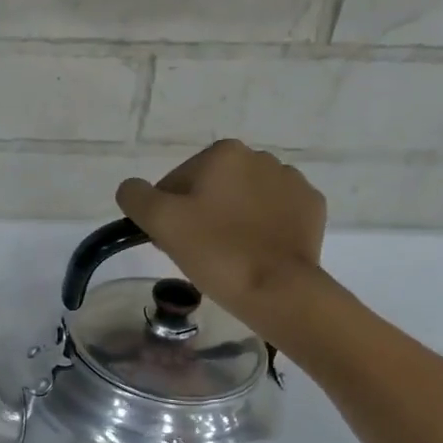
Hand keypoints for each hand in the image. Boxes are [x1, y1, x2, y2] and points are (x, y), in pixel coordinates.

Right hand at [115, 141, 327, 340]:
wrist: (277, 288)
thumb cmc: (215, 251)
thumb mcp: (160, 222)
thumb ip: (135, 197)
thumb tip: (131, 188)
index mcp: (223, 154)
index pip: (175, 182)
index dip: (166, 214)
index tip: (169, 241)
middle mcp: (261, 157)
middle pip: (210, 188)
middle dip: (199, 214)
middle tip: (194, 252)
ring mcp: (292, 182)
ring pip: (242, 200)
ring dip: (229, 220)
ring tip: (226, 255)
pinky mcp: (311, 208)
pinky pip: (273, 214)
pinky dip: (260, 229)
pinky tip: (254, 253)